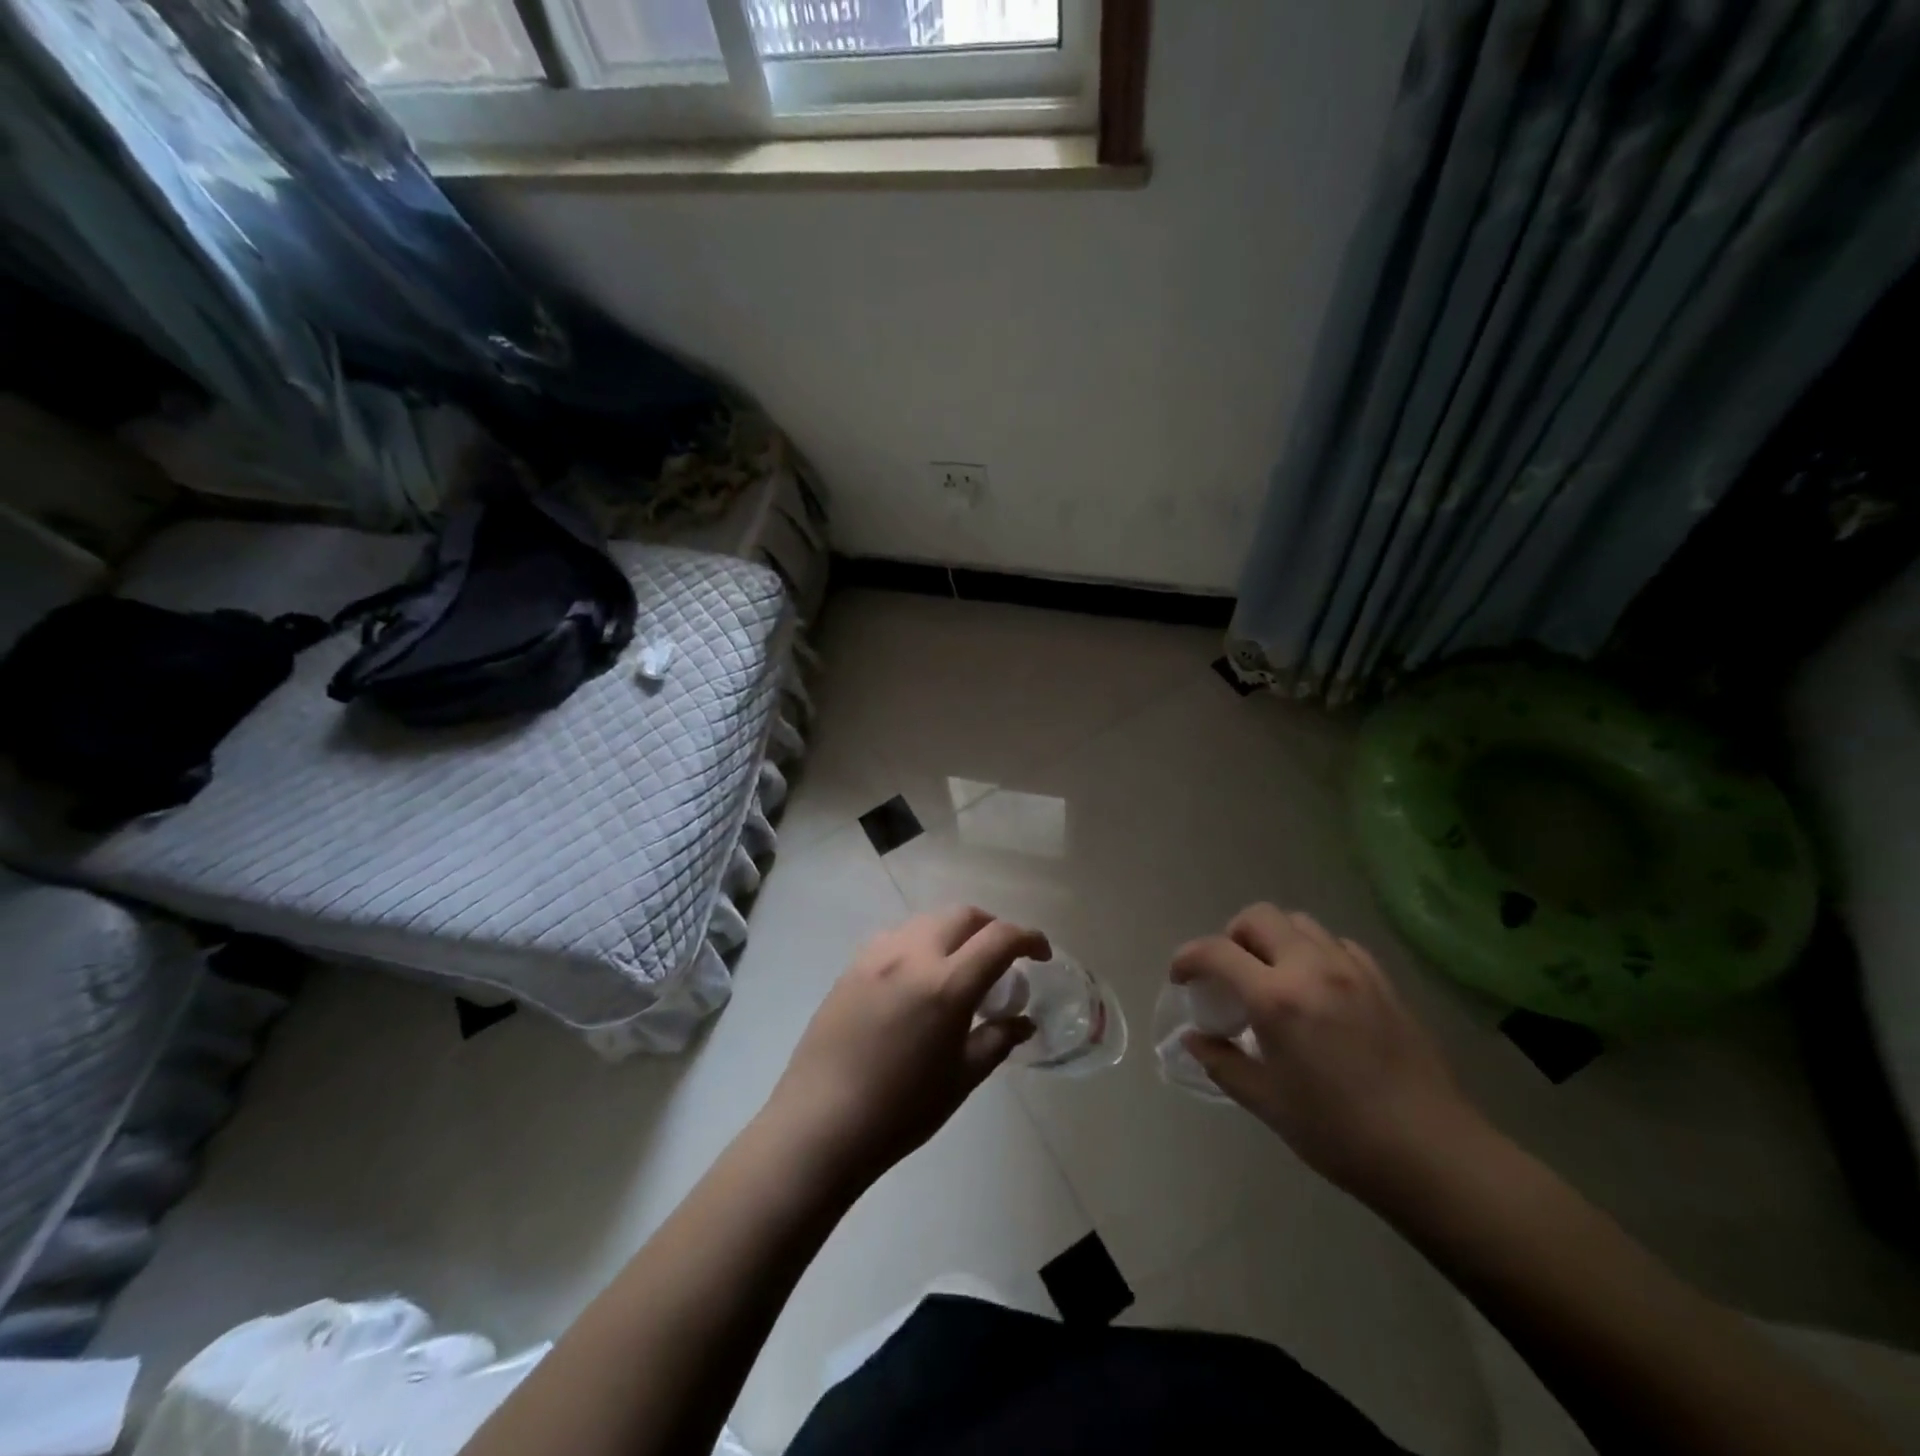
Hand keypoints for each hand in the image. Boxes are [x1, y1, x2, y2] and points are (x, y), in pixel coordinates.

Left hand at [768, 907, 1047, 1190]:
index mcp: (946, 984)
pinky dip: (921, 943)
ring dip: (954, 932)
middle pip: (963, 915)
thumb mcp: (961, 1078)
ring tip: (959, 968)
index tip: (1041, 955)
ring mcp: (877, 955)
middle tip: (1002, 959)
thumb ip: (997, 1040)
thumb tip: (1023, 1021)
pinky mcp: (852, 965)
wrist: (821, 1123)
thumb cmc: (900, 1110)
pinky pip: (897, 936)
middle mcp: (913, 954)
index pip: (999, 938)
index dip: (1029, 938)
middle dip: (991, 928)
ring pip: (927, 920)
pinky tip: (918, 978)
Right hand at [1174, 904, 1488, 1208]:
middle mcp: (1311, 968)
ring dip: (1274, 938)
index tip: (1180, 978)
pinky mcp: (1383, 981)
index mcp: (1276, 999)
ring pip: (1299, 922)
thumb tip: (1194, 1039)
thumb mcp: (1267, 1103)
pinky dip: (1314, 951)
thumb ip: (1223, 1063)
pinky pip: (1337, 943)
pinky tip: (1316, 987)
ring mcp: (1352, 970)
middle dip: (1232, 936)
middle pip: (1259, 917)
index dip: (1188, 958)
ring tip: (1271, 975)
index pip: (1216, 951)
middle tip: (1229, 973)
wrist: (1432, 1154)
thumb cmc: (1338, 1134)